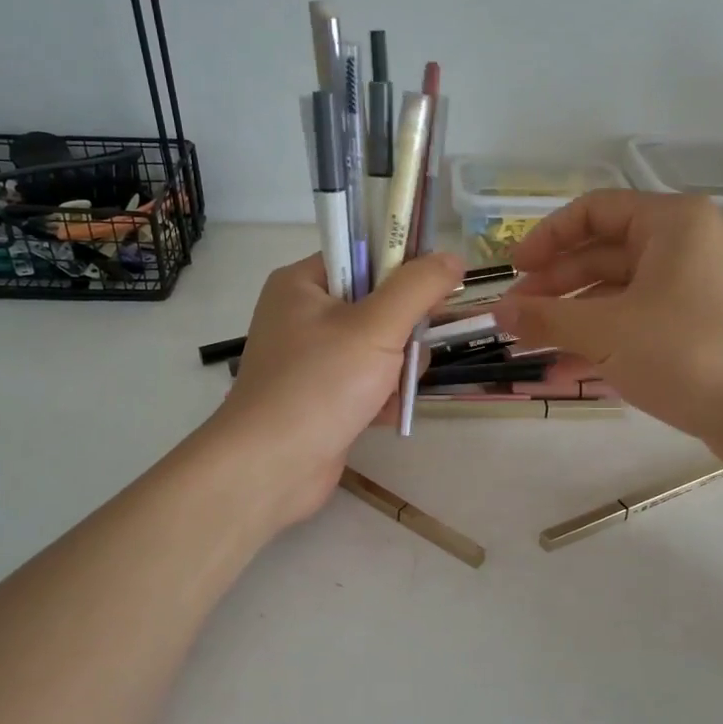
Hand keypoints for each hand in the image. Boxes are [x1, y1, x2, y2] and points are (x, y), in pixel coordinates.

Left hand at [211, 250, 464, 526]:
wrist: (270, 468)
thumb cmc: (319, 386)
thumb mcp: (375, 327)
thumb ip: (418, 288)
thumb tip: (452, 257)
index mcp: (303, 284)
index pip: (363, 255)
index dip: (402, 270)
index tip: (431, 296)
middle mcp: (303, 315)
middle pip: (377, 304)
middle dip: (403, 332)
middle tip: (405, 354)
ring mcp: (312, 359)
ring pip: (379, 347)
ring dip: (397, 370)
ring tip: (390, 393)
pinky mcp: (322, 396)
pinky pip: (368, 381)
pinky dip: (382, 397)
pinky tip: (382, 415)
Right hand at [492, 191, 722, 440]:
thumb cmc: (681, 352)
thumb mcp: (603, 332)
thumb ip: (545, 318)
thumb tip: (497, 313)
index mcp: (670, 223)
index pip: (593, 211)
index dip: (546, 239)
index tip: (514, 271)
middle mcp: (683, 245)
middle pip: (601, 253)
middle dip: (553, 287)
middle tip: (515, 317)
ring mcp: (691, 287)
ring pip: (615, 292)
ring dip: (570, 318)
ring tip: (529, 346)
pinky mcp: (693, 325)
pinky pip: (634, 320)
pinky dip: (600, 339)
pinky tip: (562, 370)